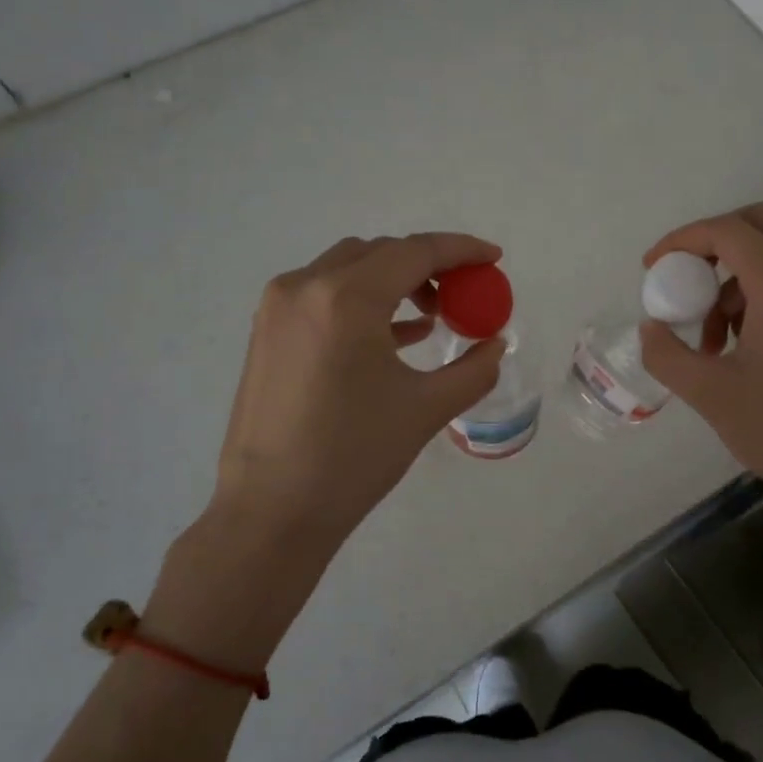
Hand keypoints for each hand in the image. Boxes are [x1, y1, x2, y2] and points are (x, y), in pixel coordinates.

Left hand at [213, 232, 505, 548]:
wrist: (271, 512)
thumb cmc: (353, 457)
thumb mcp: (426, 409)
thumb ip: (472, 369)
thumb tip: (495, 344)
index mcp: (346, 298)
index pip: (415, 252)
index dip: (461, 250)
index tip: (494, 258)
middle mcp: (305, 286)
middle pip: (380, 253)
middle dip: (427, 266)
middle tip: (463, 295)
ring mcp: (278, 307)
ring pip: (348, 268)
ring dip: (394, 281)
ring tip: (431, 317)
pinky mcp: (266, 331)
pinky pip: (323, 295)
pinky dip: (363, 301)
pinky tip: (394, 336)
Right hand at [639, 203, 762, 537]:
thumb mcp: (710, 395)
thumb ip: (667, 354)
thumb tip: (650, 327)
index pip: (728, 231)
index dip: (682, 239)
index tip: (652, 267)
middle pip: (761, 223)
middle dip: (713, 241)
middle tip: (685, 278)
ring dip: (735, 279)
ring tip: (711, 339)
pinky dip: (761, 294)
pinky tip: (744, 347)